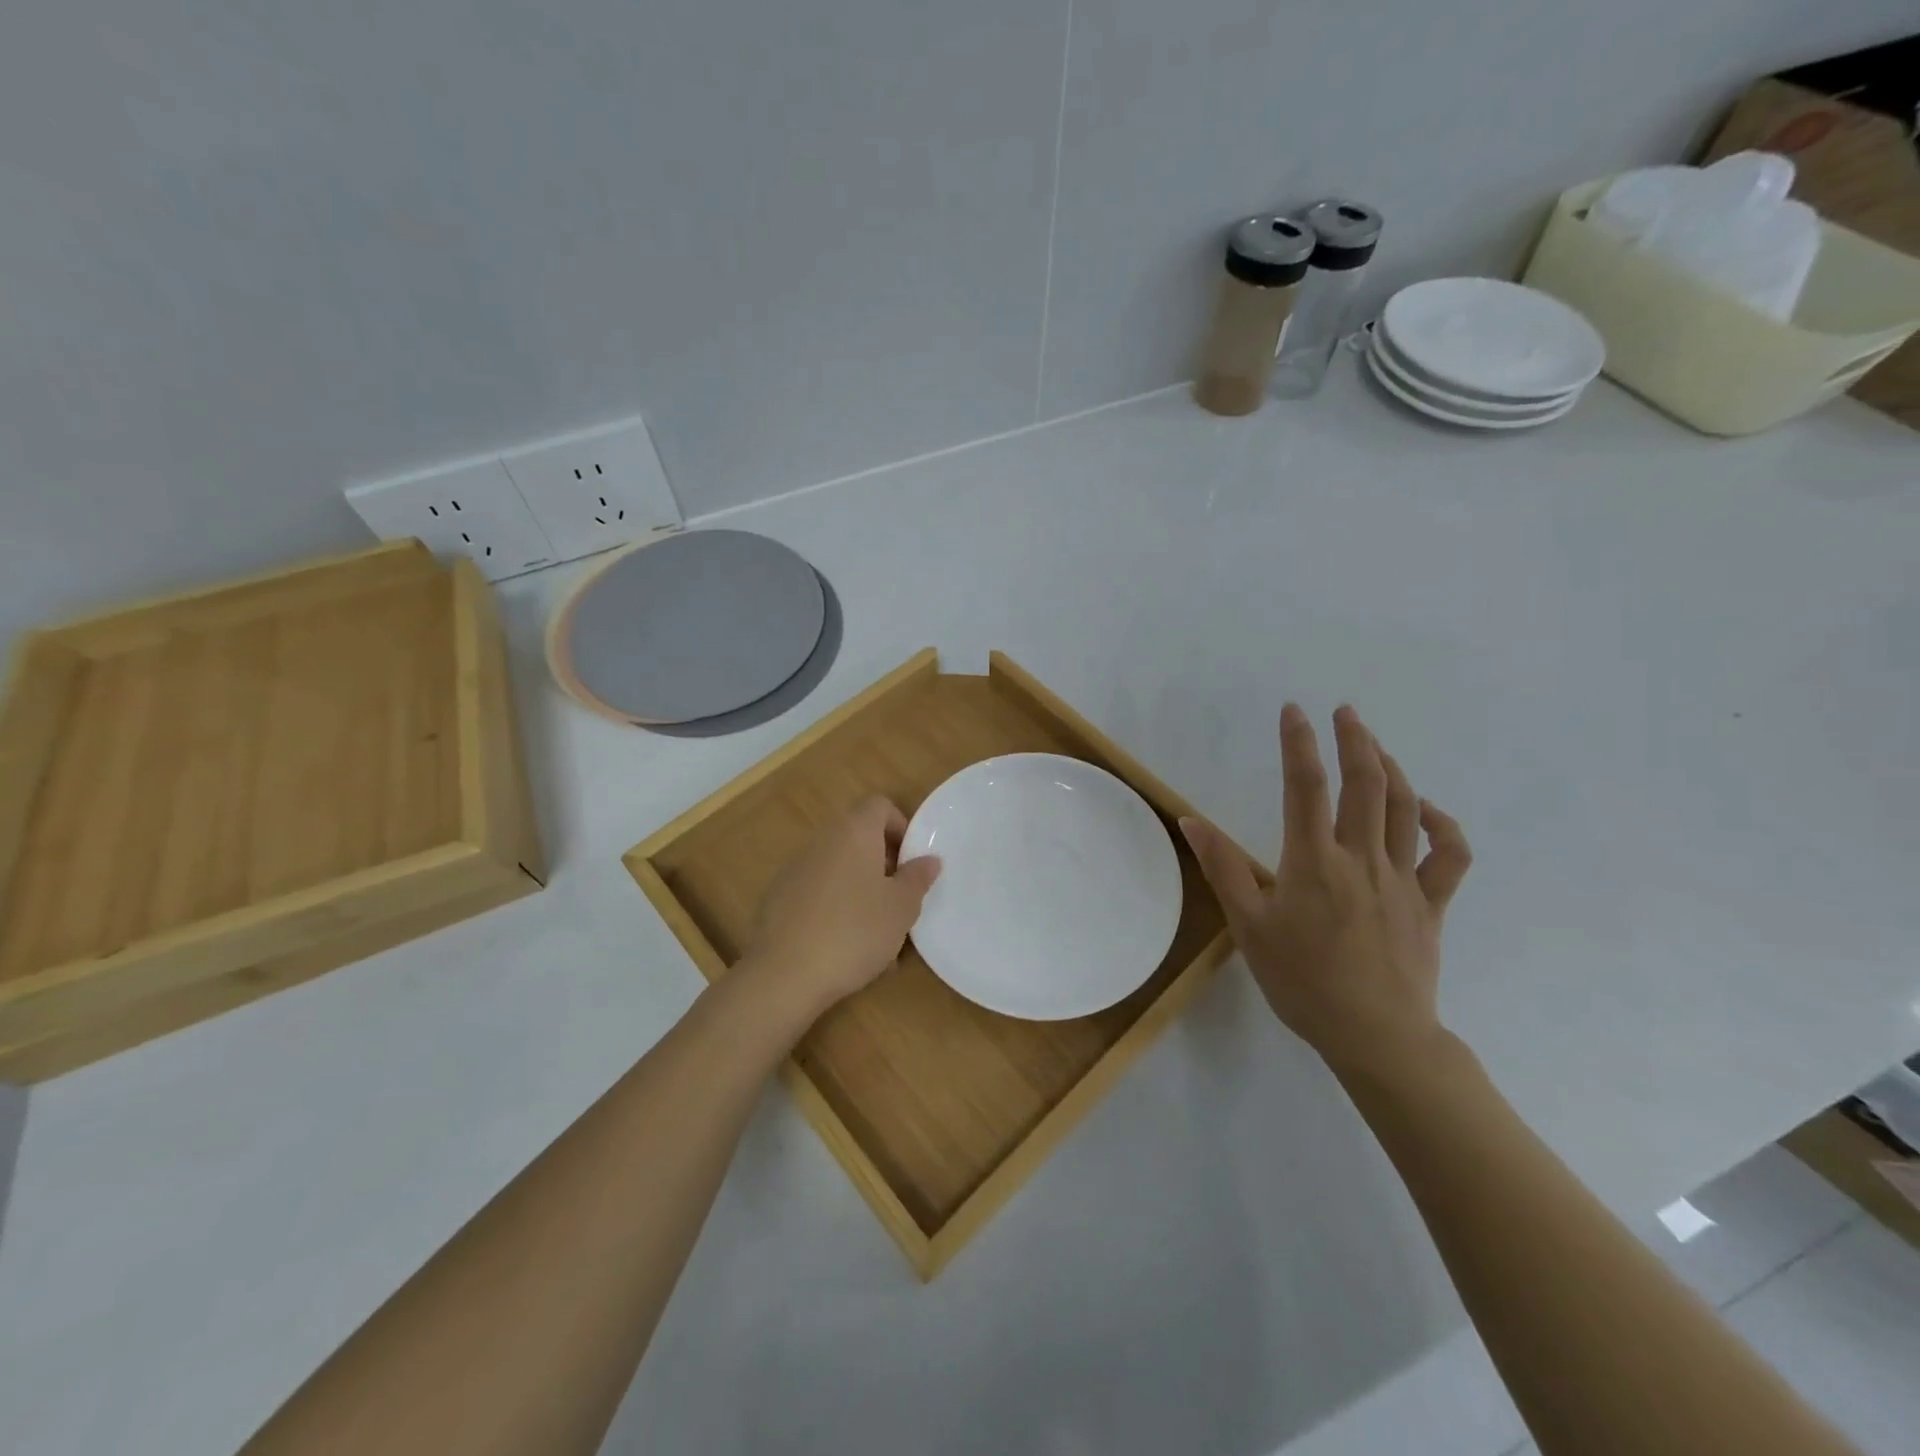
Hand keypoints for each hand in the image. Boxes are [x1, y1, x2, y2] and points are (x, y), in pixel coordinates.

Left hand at [743, 796, 941, 1020]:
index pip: (879, 805)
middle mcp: (821, 841)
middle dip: (883, 864)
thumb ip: (917, 878)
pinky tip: (845, 949)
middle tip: (900, 899)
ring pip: (839, 869)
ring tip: (877, 934)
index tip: (911, 862)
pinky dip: (835, 909)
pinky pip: (817, 893)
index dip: (900, 827)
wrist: (784, 974)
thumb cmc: (854, 931)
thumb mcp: (901, 908)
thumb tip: (928, 860)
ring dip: (861, 890)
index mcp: (853, 832)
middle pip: (858, 837)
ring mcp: (795, 869)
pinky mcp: (777, 899)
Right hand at [1179, 704, 1471, 1079]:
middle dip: (1355, 739)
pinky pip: (1450, 856)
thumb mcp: (1249, 926)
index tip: (1294, 711)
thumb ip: (1223, 868)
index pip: (1306, 787)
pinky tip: (1427, 810)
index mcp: (1314, 862)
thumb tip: (1191, 820)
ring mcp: (1403, 879)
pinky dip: (1443, 825)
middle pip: (1366, 784)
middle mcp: (1362, 859)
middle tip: (1345, 711)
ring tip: (1374, 745)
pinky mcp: (1431, 904)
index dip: (1299, 743)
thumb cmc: (1303, 981)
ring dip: (1392, 768)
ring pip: (1405, 809)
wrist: (1375, 1036)